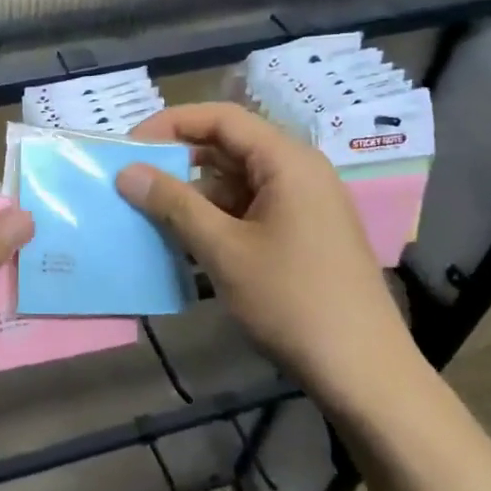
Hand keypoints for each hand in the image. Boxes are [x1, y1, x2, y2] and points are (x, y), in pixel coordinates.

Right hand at [118, 103, 425, 421]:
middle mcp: (299, 172)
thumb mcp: (224, 250)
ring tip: (150, 213)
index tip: (128, 146)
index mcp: (287, 161)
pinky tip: (185, 241)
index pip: (221, 118)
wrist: (363, 372)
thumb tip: (126, 171)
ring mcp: (304, 204)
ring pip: (237, 181)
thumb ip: (173, 204)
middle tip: (133, 179)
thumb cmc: (292, 301)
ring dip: (193, 193)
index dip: (170, 123)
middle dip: (178, 160)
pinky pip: (250, 208)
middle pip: (229, 146)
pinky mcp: (303, 234)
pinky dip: (215, 217)